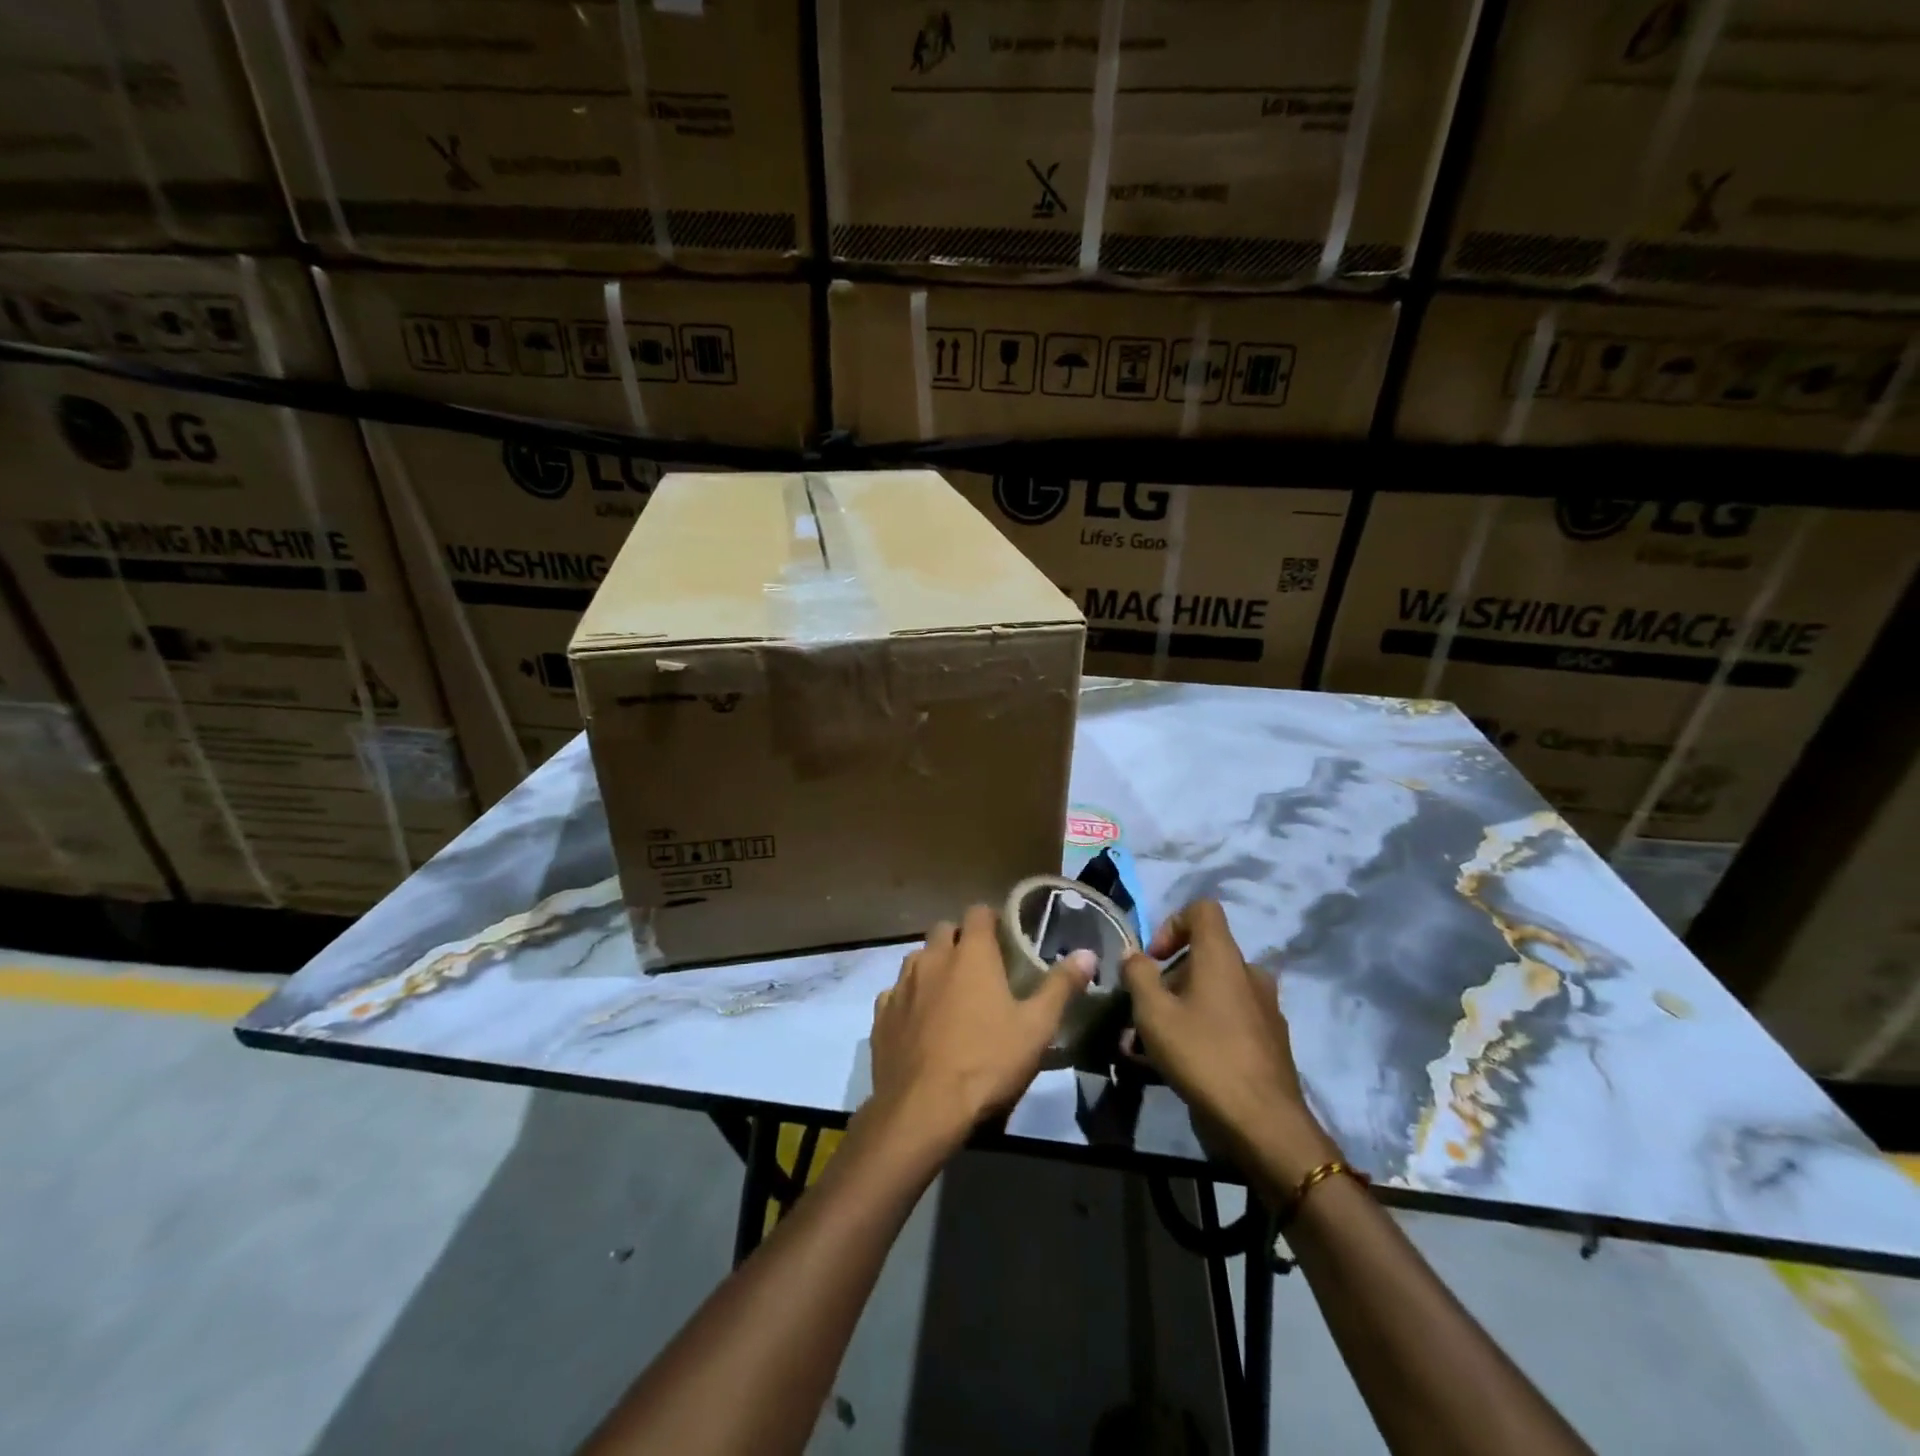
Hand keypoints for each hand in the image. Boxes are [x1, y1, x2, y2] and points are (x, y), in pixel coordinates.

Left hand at [870, 905, 1092, 1152]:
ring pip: (917, 959)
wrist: (923, 1109)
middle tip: (979, 967)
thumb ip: (1060, 987)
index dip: (991, 920)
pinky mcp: (881, 1015)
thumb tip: (1087, 953)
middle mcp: (932, 958)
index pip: (978, 913)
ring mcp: (902, 985)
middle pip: (945, 930)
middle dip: (961, 940)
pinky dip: (909, 999)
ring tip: (950, 994)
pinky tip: (920, 1022)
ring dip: (933, 966)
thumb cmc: (987, 1062)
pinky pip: (895, 993)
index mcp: (971, 955)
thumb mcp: (1036, 1028)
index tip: (1004, 937)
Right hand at [1122, 901, 1338, 1181]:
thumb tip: (1134, 955)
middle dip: (1169, 979)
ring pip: (1214, 993)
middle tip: (1144, 1012)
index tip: (1153, 959)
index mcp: (1223, 957)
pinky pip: (1228, 1020)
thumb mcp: (1153, 1012)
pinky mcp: (1270, 1041)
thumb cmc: (1203, 1055)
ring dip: (1181, 1008)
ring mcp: (1264, 1008)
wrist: (1263, 1123)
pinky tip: (1180, 1065)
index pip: (1202, 909)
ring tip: (1151, 1045)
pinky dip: (1203, 1030)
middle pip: (1204, 956)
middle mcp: (1249, 973)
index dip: (1172, 924)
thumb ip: (1138, 975)